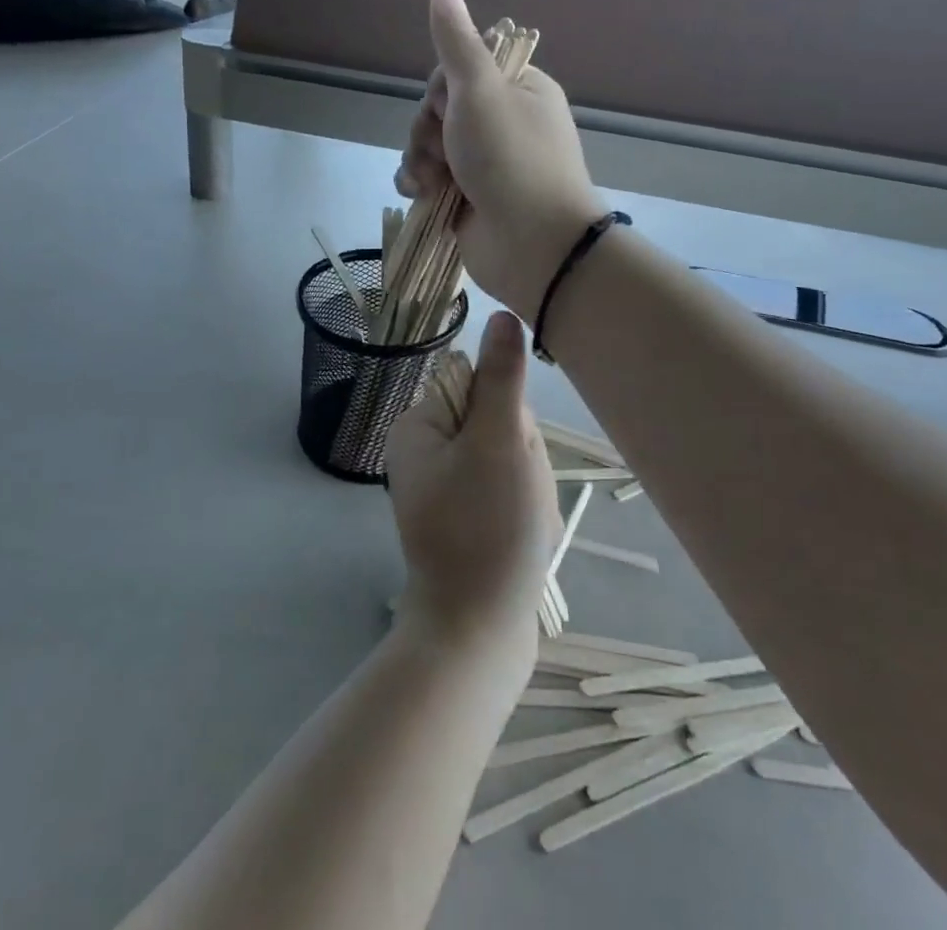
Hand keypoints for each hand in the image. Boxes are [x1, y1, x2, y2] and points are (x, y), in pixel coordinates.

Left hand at [385, 312, 559, 653]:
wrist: (478, 633)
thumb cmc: (485, 531)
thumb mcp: (497, 444)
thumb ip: (501, 377)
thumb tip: (502, 315)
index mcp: (418, 426)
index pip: (481, 386)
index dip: (508, 417)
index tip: (507, 455)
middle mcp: (425, 451)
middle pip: (497, 421)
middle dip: (520, 454)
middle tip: (516, 495)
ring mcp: (445, 486)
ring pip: (509, 457)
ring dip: (528, 483)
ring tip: (521, 521)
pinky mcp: (466, 516)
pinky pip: (507, 490)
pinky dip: (523, 509)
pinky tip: (521, 537)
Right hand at [396, 0, 601, 318]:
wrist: (531, 244)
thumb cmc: (510, 158)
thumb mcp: (481, 91)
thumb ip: (457, 43)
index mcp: (518, 90)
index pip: (461, 70)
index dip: (442, 88)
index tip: (447, 104)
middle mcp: (503, 123)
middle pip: (440, 109)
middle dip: (428, 130)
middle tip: (441, 149)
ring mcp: (485, 163)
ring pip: (429, 145)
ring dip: (420, 159)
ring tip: (431, 181)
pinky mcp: (467, 197)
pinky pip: (429, 178)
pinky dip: (419, 184)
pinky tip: (420, 194)